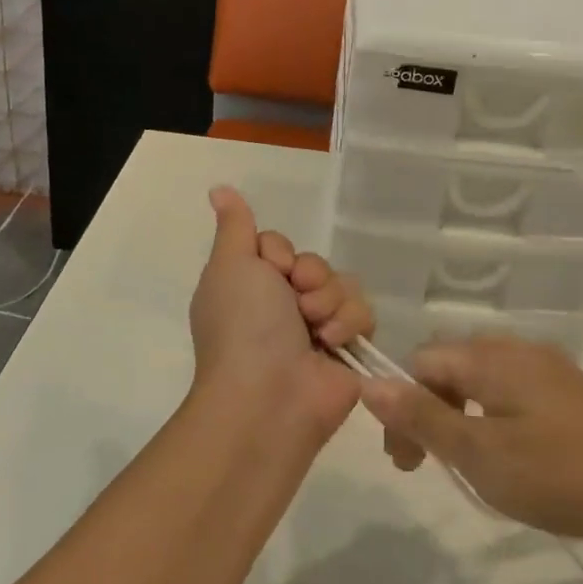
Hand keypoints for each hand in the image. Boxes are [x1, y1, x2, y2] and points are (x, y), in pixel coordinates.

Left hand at [188, 187, 373, 440]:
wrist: (271, 396)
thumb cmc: (244, 326)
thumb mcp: (231, 265)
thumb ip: (235, 227)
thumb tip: (218, 188)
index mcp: (250, 286)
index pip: (280, 246)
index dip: (281, 253)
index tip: (273, 269)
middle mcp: (281, 305)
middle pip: (315, 263)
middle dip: (310, 276)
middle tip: (296, 301)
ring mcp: (316, 328)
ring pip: (343, 283)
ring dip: (330, 300)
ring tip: (315, 329)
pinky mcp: (348, 348)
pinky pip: (364, 311)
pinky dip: (349, 323)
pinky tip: (332, 343)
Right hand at [358, 336, 582, 547]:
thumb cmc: (555, 474)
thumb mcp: (478, 452)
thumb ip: (422, 416)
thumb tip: (369, 383)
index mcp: (491, 357)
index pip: (422, 363)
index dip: (403, 406)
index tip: (407, 461)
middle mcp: (516, 349)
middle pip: (450, 367)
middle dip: (429, 411)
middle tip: (428, 466)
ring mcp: (546, 367)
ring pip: (480, 379)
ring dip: (459, 415)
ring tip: (467, 463)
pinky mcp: (568, 390)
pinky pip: (511, 389)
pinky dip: (491, 416)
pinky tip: (509, 453)